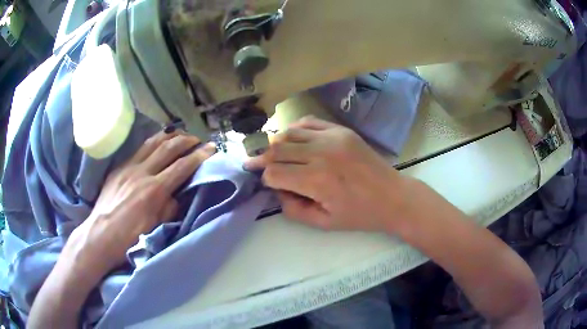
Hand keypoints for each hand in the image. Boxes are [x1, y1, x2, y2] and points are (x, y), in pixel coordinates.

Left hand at [66, 131, 215, 275]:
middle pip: (168, 148)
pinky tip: (156, 144)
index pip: (182, 166)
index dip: (199, 156)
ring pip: (152, 143)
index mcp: (154, 190)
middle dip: (186, 141)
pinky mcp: (118, 168)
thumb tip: (176, 195)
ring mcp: (128, 167)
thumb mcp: (155, 227)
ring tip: (179, 135)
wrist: (99, 235)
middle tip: (197, 140)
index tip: (211, 148)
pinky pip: (138, 149)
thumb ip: (169, 208)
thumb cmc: (129, 237)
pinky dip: (152, 143)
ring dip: (169, 136)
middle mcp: (142, 172)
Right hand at [244, 116, 406, 232]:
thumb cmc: (360, 215)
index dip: (266, 179)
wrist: (393, 196)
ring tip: (275, 154)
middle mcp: (321, 154)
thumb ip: (292, 209)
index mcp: (316, 181)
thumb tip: (277, 189)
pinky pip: (308, 122)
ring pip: (288, 133)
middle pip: (276, 149)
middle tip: (258, 165)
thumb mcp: (323, 223)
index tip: (268, 183)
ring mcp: (332, 137)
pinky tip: (294, 140)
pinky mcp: (341, 130)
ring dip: (277, 144)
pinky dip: (295, 130)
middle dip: (264, 159)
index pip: (274, 173)